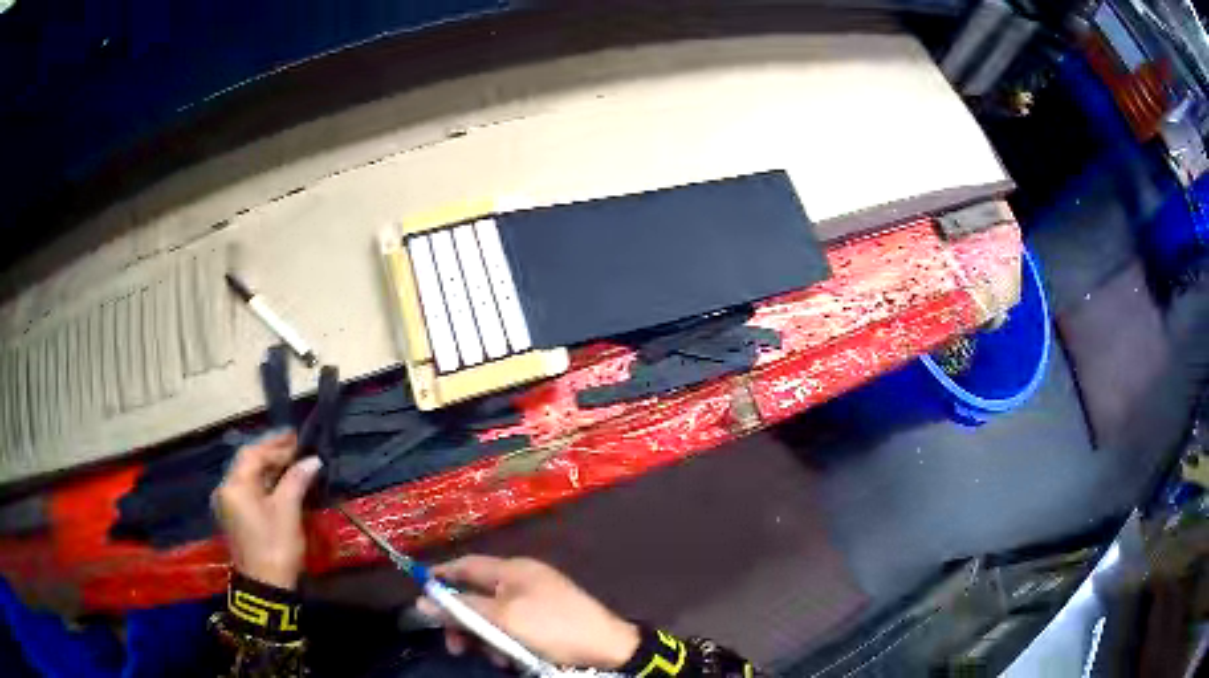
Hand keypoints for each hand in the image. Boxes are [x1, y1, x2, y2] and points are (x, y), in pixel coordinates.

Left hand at [211, 431, 322, 589]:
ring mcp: (228, 504)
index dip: (274, 443)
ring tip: (291, 462)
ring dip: (268, 468)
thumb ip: (296, 480)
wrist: (266, 587)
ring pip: (248, 476)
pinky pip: (248, 490)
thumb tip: (312, 460)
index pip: (253, 454)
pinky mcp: (235, 517)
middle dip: (271, 453)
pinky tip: (280, 483)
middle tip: (296, 448)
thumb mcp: (288, 512)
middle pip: (247, 463)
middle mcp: (226, 489)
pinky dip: (263, 482)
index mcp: (235, 485)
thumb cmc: (276, 546)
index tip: (296, 436)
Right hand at [417, 556, 639, 669]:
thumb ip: (462, 609)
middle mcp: (523, 580)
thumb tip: (422, 601)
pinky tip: (513, 660)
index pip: (467, 565)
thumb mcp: (502, 619)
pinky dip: (508, 643)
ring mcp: (538, 600)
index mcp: (512, 570)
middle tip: (456, 646)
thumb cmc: (551, 627)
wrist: (607, 648)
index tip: (421, 593)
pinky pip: (515, 628)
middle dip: (465, 622)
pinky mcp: (549, 620)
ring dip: (488, 638)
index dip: (442, 576)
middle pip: (478, 595)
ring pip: (495, 617)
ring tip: (496, 659)